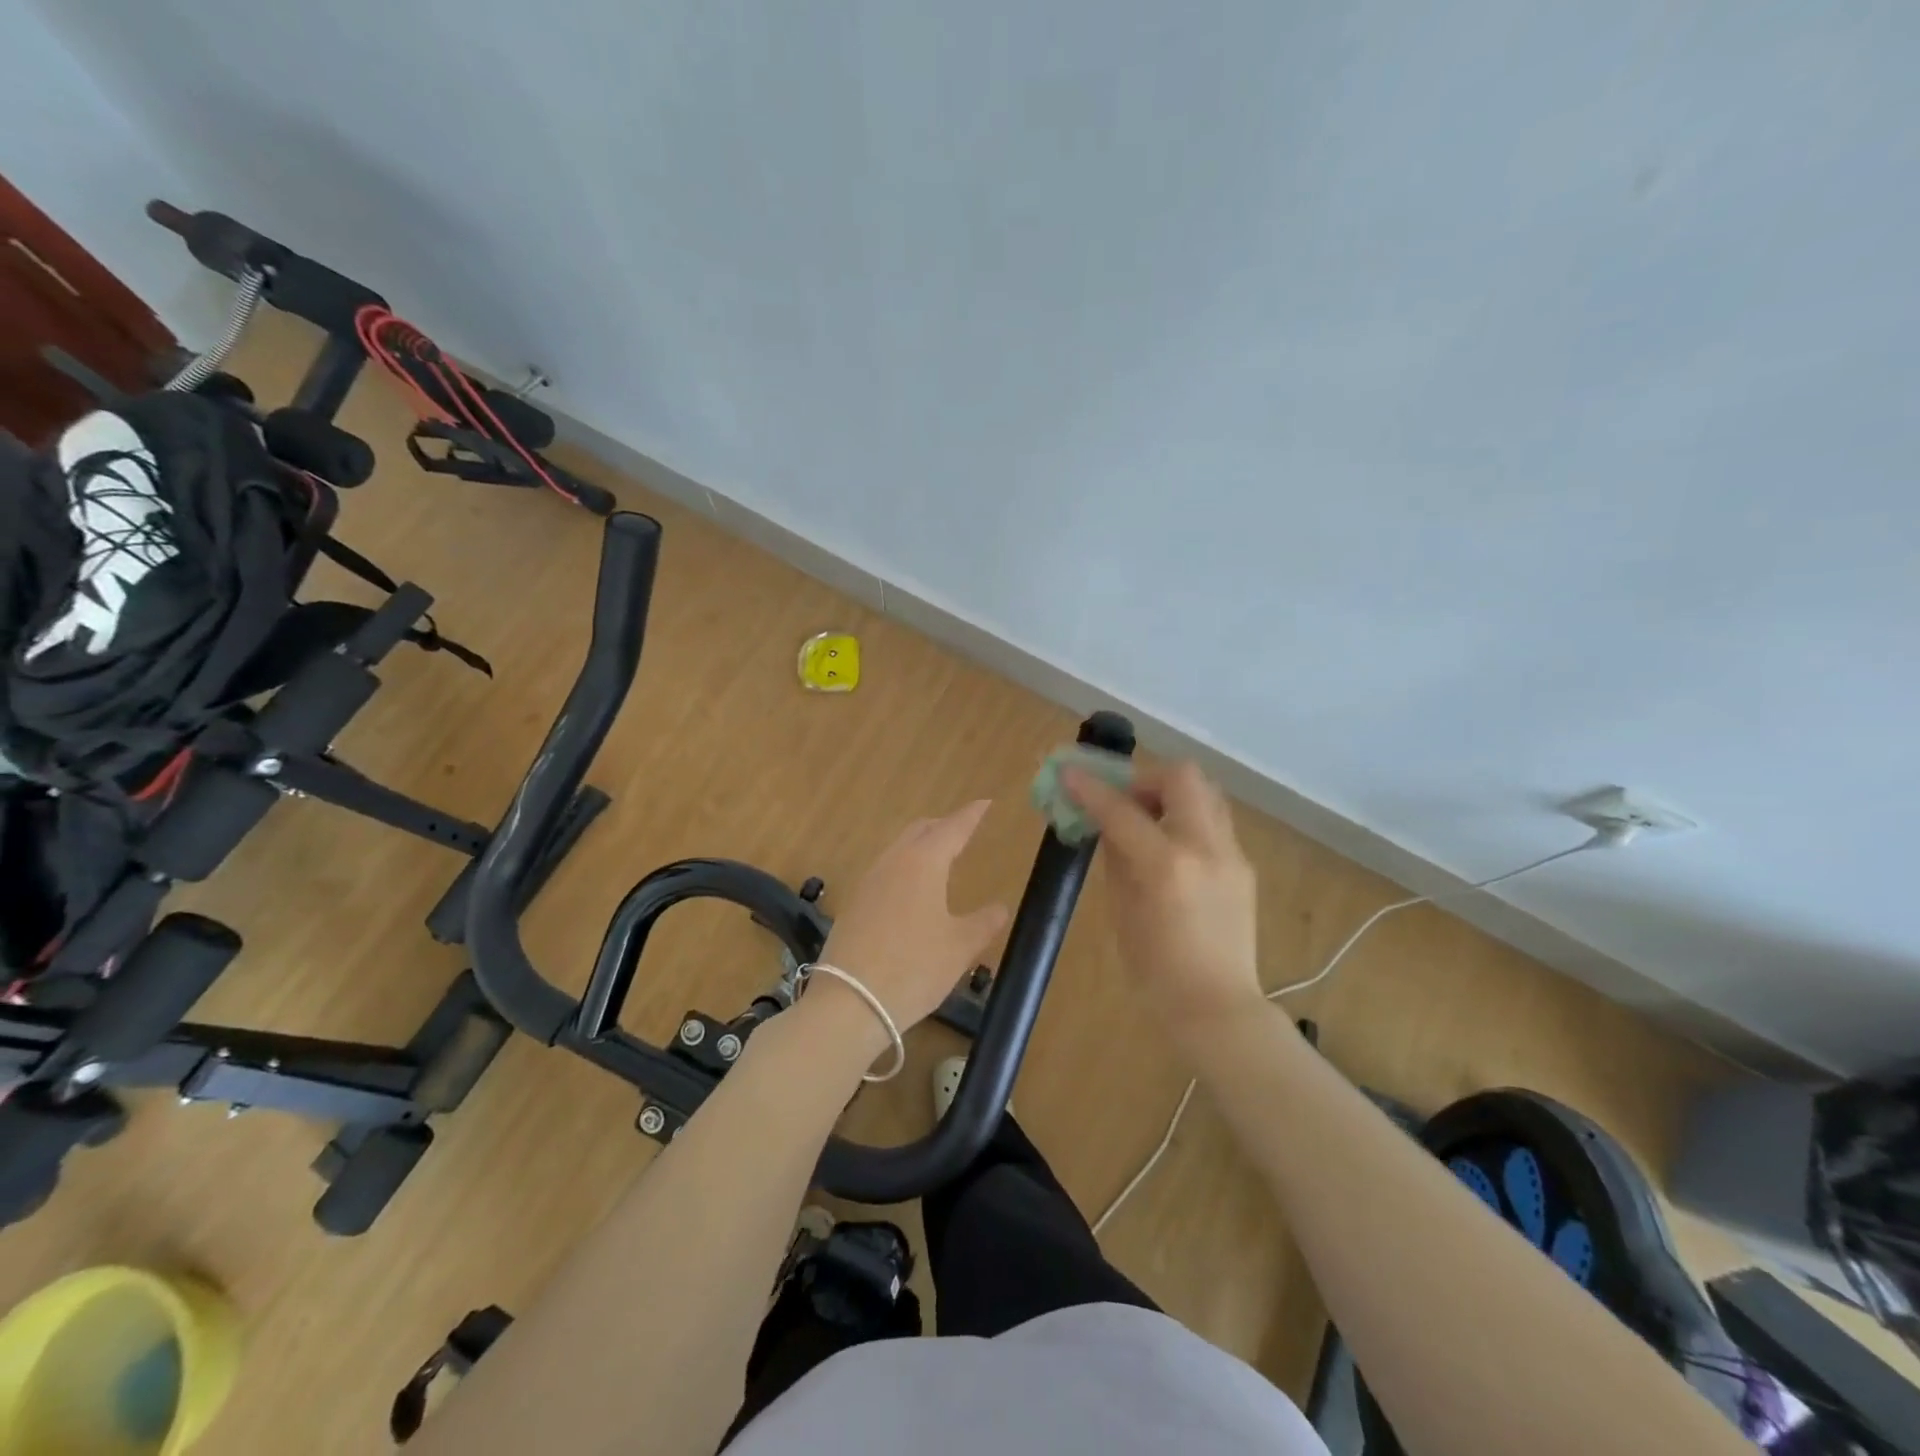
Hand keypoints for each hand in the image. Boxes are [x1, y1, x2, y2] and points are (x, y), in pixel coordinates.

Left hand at [807, 801, 1010, 1055]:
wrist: (849, 1003)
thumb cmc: (914, 969)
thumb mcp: (960, 948)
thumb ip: (984, 922)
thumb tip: (1001, 907)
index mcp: (923, 862)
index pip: (953, 827)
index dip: (971, 815)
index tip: (985, 803)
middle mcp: (893, 862)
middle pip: (920, 830)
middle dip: (944, 825)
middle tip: (964, 830)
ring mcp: (868, 881)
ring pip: (899, 849)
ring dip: (921, 845)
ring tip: (939, 858)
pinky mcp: (853, 904)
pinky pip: (884, 871)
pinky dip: (904, 867)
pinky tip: (910, 891)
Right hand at [1063, 761, 1263, 1043]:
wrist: (1216, 1007)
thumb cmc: (1155, 971)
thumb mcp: (1121, 911)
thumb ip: (1116, 858)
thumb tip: (1107, 824)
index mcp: (1166, 866)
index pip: (1122, 810)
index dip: (1091, 789)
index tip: (1068, 773)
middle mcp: (1205, 848)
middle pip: (1181, 777)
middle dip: (1145, 778)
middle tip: (1123, 800)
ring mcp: (1231, 854)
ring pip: (1205, 792)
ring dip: (1170, 793)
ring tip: (1148, 819)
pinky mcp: (1244, 865)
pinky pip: (1212, 821)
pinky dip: (1186, 818)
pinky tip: (1170, 847)